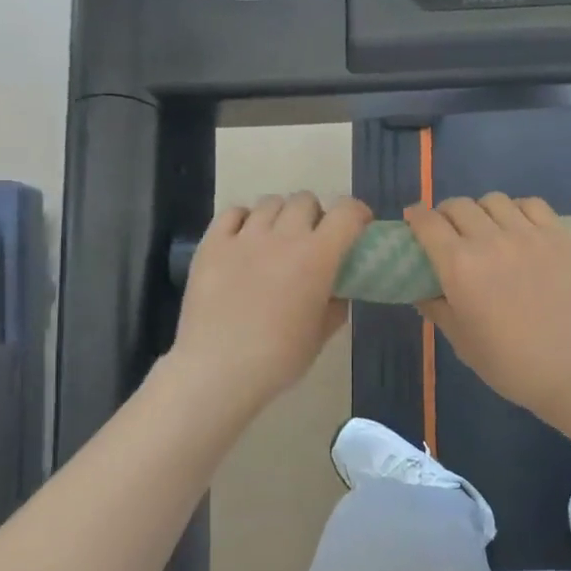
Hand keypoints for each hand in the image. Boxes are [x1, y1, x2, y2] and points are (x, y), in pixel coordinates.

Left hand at [172, 194, 370, 410]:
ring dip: (281, 215)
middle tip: (313, 240)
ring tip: (277, 239)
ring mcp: (244, 237)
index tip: (358, 227)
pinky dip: (245, 219)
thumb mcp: (320, 335)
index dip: (357, 214)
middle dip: (316, 215)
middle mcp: (283, 236)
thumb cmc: (278, 358)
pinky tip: (244, 239)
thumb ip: (336, 305)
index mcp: (318, 256)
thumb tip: (338, 291)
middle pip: (305, 200)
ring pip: (270, 202)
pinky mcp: (212, 244)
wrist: (218, 370)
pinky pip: (233, 212)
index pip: (346, 212)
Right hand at [407, 194, 570, 422]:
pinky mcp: (558, 235)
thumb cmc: (510, 363)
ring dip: (481, 211)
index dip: (415, 218)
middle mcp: (490, 239)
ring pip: (493, 200)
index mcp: (459, 266)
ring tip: (486, 230)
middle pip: (458, 205)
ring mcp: (528, 234)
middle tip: (448, 234)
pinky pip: (531, 204)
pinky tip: (518, 227)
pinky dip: (517, 209)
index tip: (413, 224)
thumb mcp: (461, 340)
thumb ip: (436, 307)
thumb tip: (421, 290)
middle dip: (445, 215)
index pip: (428, 223)